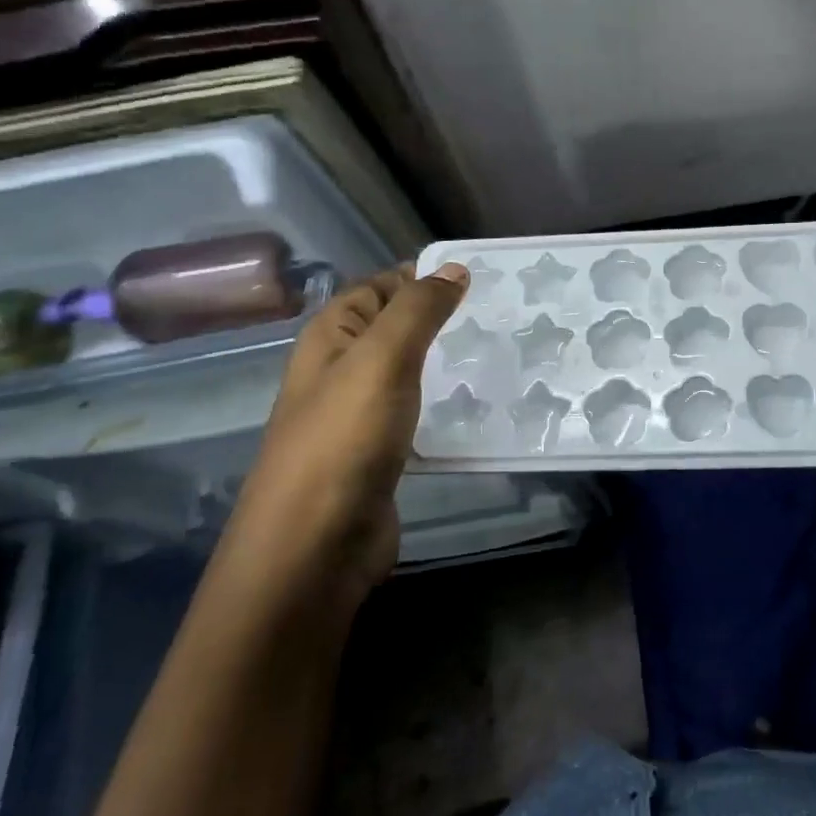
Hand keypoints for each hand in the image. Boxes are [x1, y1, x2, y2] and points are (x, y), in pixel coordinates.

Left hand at [225, 262, 467, 609]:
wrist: (315, 546)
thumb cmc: (344, 439)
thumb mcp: (381, 359)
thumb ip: (417, 310)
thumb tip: (453, 269)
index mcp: (329, 338)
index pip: (377, 287)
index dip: (421, 277)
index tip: (480, 277)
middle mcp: (339, 371)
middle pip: (394, 330)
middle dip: (440, 320)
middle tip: (500, 316)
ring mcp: (358, 417)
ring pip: (408, 374)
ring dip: (446, 365)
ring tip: (499, 356)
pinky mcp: (378, 456)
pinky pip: (416, 416)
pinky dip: (443, 406)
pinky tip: (478, 408)